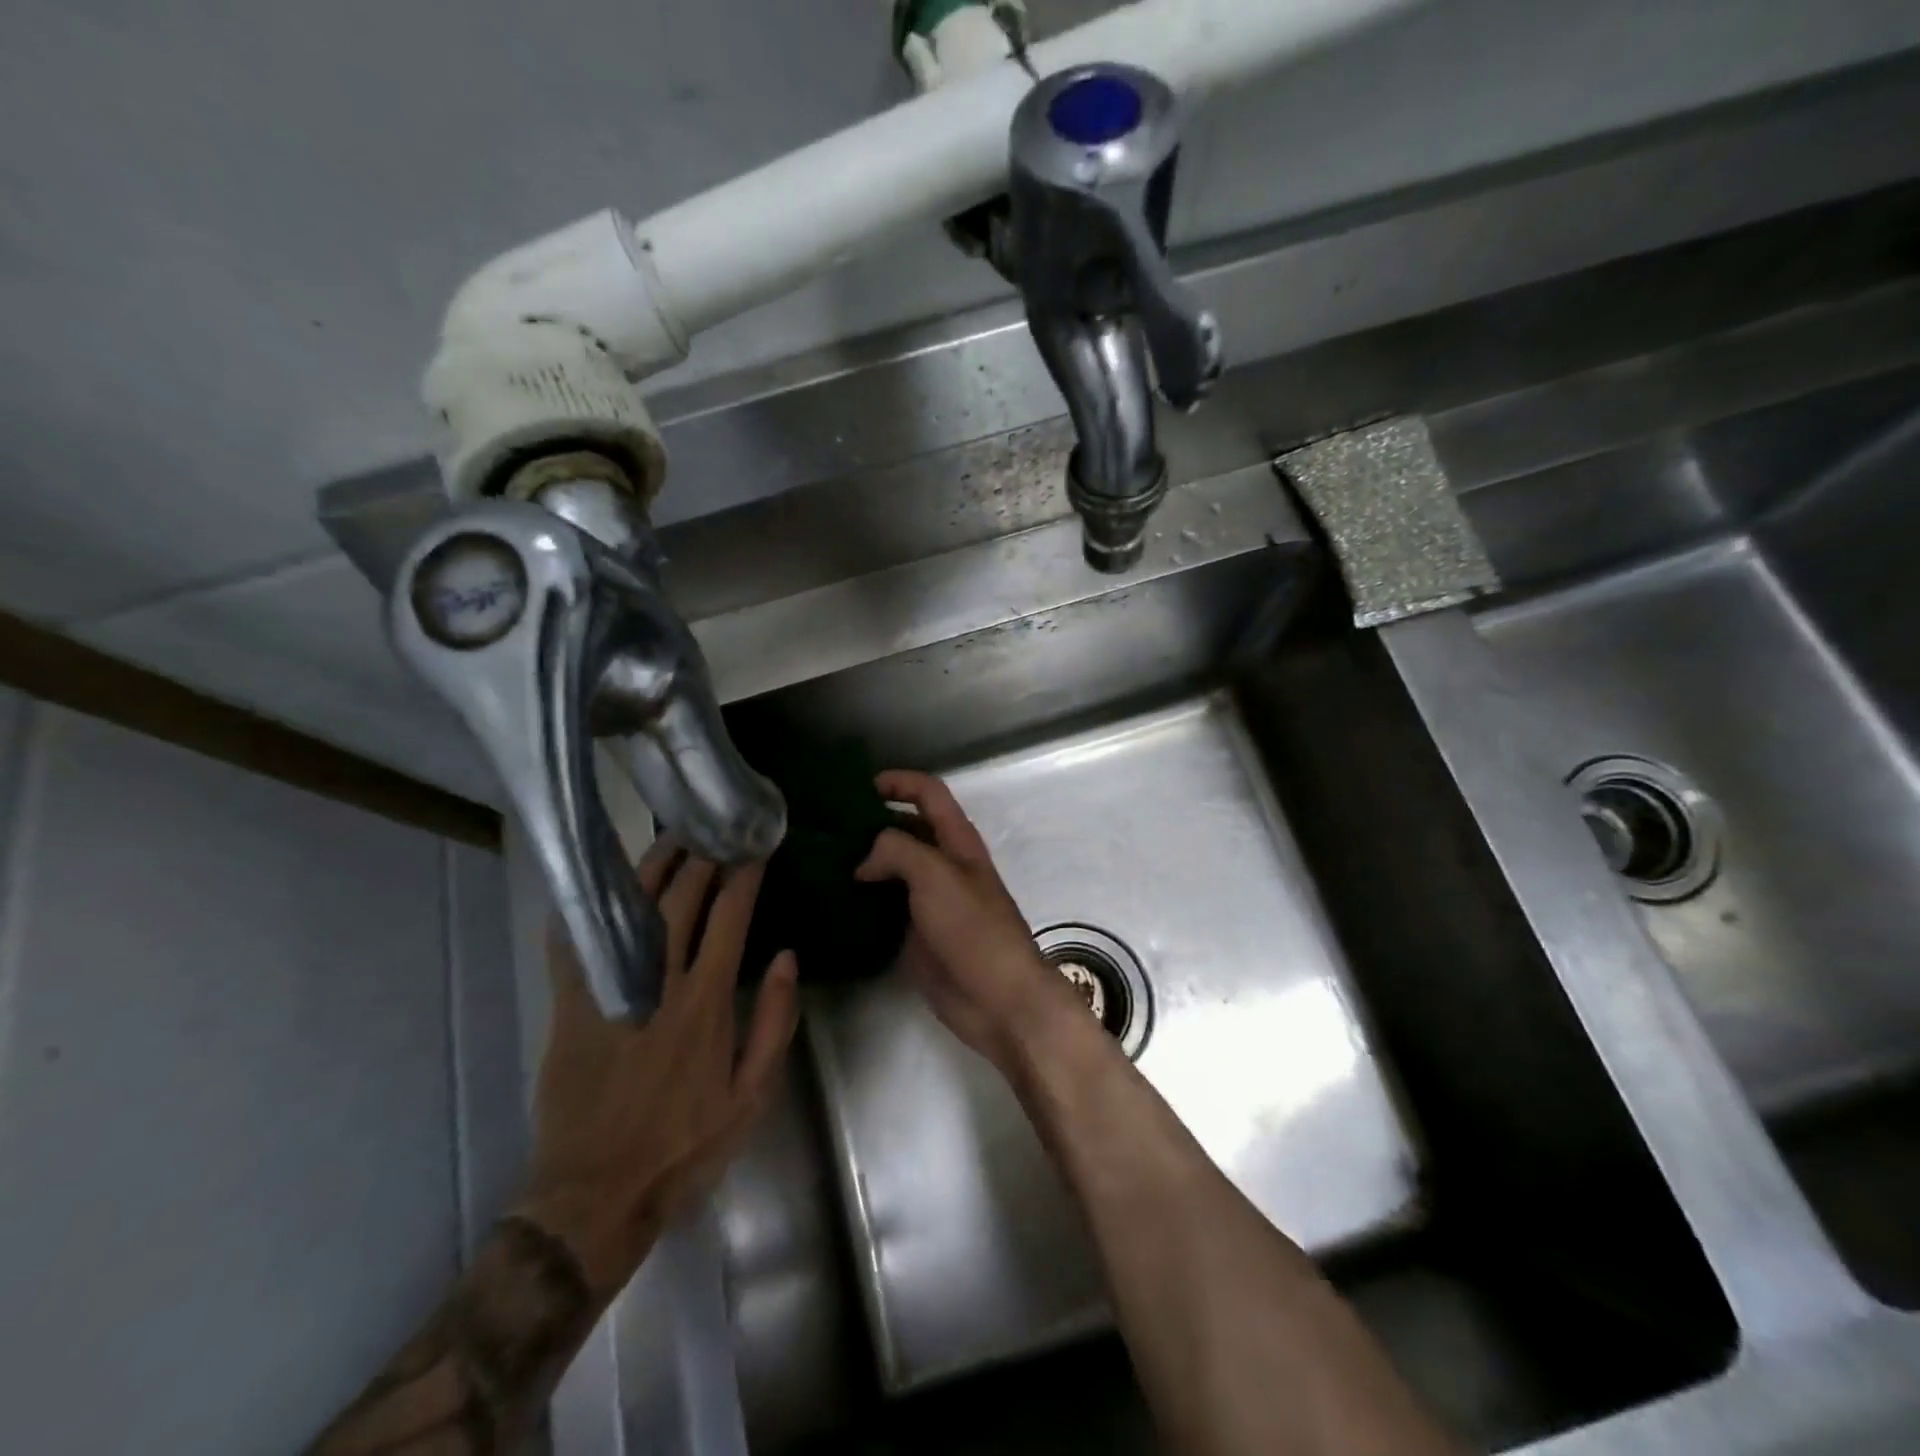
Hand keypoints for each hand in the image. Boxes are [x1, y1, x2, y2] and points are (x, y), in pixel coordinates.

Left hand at [517, 842, 798, 1297]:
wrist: (598, 1194)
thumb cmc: (685, 1145)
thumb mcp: (751, 1095)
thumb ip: (773, 1022)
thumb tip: (787, 958)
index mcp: (705, 1003)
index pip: (728, 919)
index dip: (743, 878)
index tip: (753, 849)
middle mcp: (658, 986)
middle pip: (678, 903)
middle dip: (698, 859)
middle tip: (711, 829)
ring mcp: (609, 994)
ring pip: (630, 913)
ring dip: (651, 870)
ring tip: (669, 839)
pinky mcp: (570, 1010)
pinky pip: (572, 950)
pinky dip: (582, 912)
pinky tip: (594, 884)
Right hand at [856, 770, 1090, 1075]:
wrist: (997, 998)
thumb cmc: (973, 927)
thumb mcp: (936, 874)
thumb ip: (897, 850)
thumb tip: (864, 860)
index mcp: (957, 841)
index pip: (929, 794)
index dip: (900, 782)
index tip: (860, 787)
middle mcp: (943, 865)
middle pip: (906, 830)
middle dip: (871, 823)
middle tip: (826, 828)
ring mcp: (929, 901)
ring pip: (892, 869)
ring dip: (862, 862)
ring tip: (820, 861)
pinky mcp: (916, 934)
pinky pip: (884, 907)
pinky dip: (861, 901)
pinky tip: (831, 901)